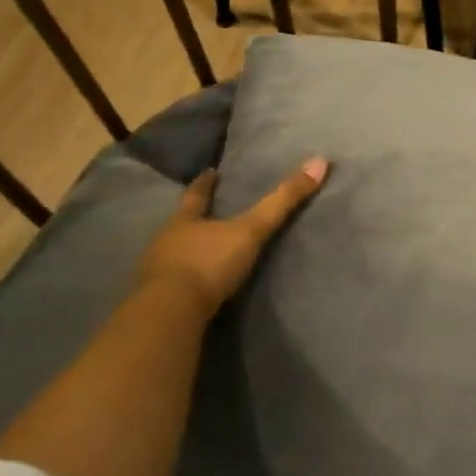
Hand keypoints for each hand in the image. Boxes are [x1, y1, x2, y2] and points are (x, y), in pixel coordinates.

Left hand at [138, 159, 328, 314]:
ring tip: (200, 250)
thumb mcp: (251, 230)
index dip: (205, 183)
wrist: (170, 313)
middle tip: (204, 213)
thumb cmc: (209, 263)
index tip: (210, 172)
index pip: (196, 195)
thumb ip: (282, 201)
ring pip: (172, 253)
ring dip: (186, 250)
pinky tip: (191, 287)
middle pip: (180, 223)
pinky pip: (170, 284)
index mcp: (184, 220)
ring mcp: (155, 272)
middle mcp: (166, 240)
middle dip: (192, 218)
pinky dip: (181, 282)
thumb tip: (320, 162)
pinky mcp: (156, 301)